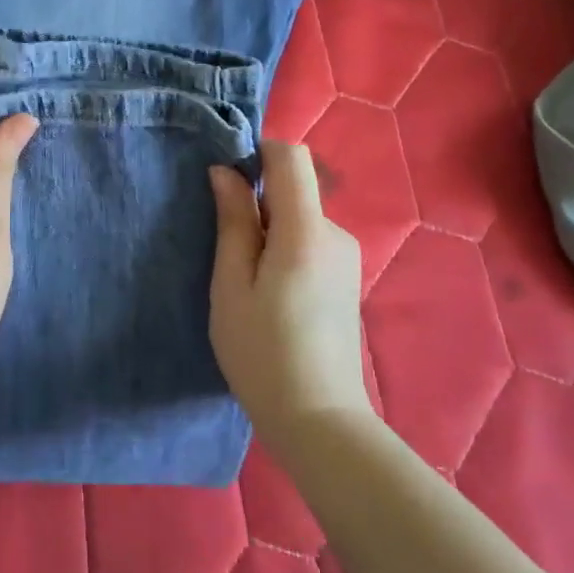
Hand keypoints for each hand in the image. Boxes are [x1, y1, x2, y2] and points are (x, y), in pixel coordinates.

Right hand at [209, 142, 367, 436]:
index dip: (258, 154)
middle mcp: (336, 234)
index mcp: (306, 232)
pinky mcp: (347, 278)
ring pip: (300, 218)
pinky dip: (284, 250)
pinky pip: (310, 242)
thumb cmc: (261, 352)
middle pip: (294, 190)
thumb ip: (234, 222)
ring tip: (245, 282)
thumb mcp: (232, 285)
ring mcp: (347, 257)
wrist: (318, 418)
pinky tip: (270, 296)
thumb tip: (226, 171)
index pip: (292, 158)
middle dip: (257, 204)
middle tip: (227, 253)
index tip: (227, 182)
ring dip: (269, 232)